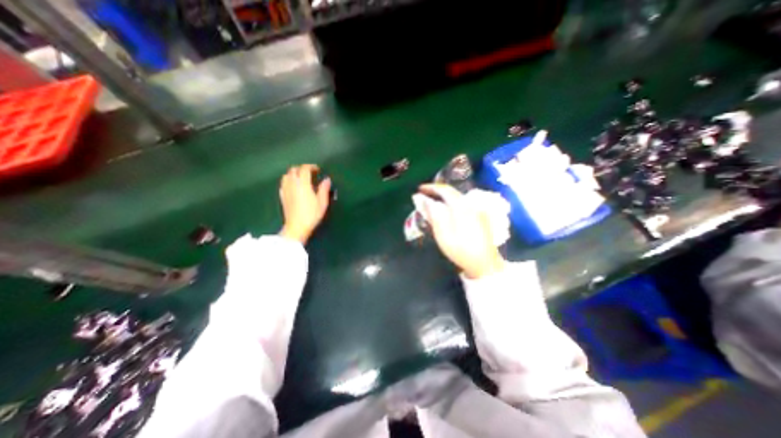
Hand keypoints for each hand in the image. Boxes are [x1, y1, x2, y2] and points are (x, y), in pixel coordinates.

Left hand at [280, 165, 330, 244]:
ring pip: (287, 175)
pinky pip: (283, 183)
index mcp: (303, 184)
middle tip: (310, 173)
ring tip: (301, 178)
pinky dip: (289, 181)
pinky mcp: (282, 196)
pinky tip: (294, 186)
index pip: (305, 169)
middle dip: (302, 168)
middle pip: (294, 170)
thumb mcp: (322, 202)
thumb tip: (326, 179)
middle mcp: (292, 184)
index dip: (311, 167)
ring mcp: (285, 190)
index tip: (317, 169)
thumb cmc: (311, 214)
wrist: (296, 227)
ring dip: (294, 174)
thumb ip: (324, 189)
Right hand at [418, 183, 502, 278]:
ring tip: (432, 201)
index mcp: (462, 207)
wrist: (485, 264)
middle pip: (452, 192)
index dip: (431, 187)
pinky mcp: (480, 216)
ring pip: (457, 197)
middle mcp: (471, 204)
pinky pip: (462, 204)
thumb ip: (433, 214)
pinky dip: (451, 203)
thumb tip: (423, 199)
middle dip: (437, 191)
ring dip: (444, 197)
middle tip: (424, 195)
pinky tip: (446, 210)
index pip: (445, 190)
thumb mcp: (443, 234)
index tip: (419, 189)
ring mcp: (477, 210)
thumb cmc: (461, 250)